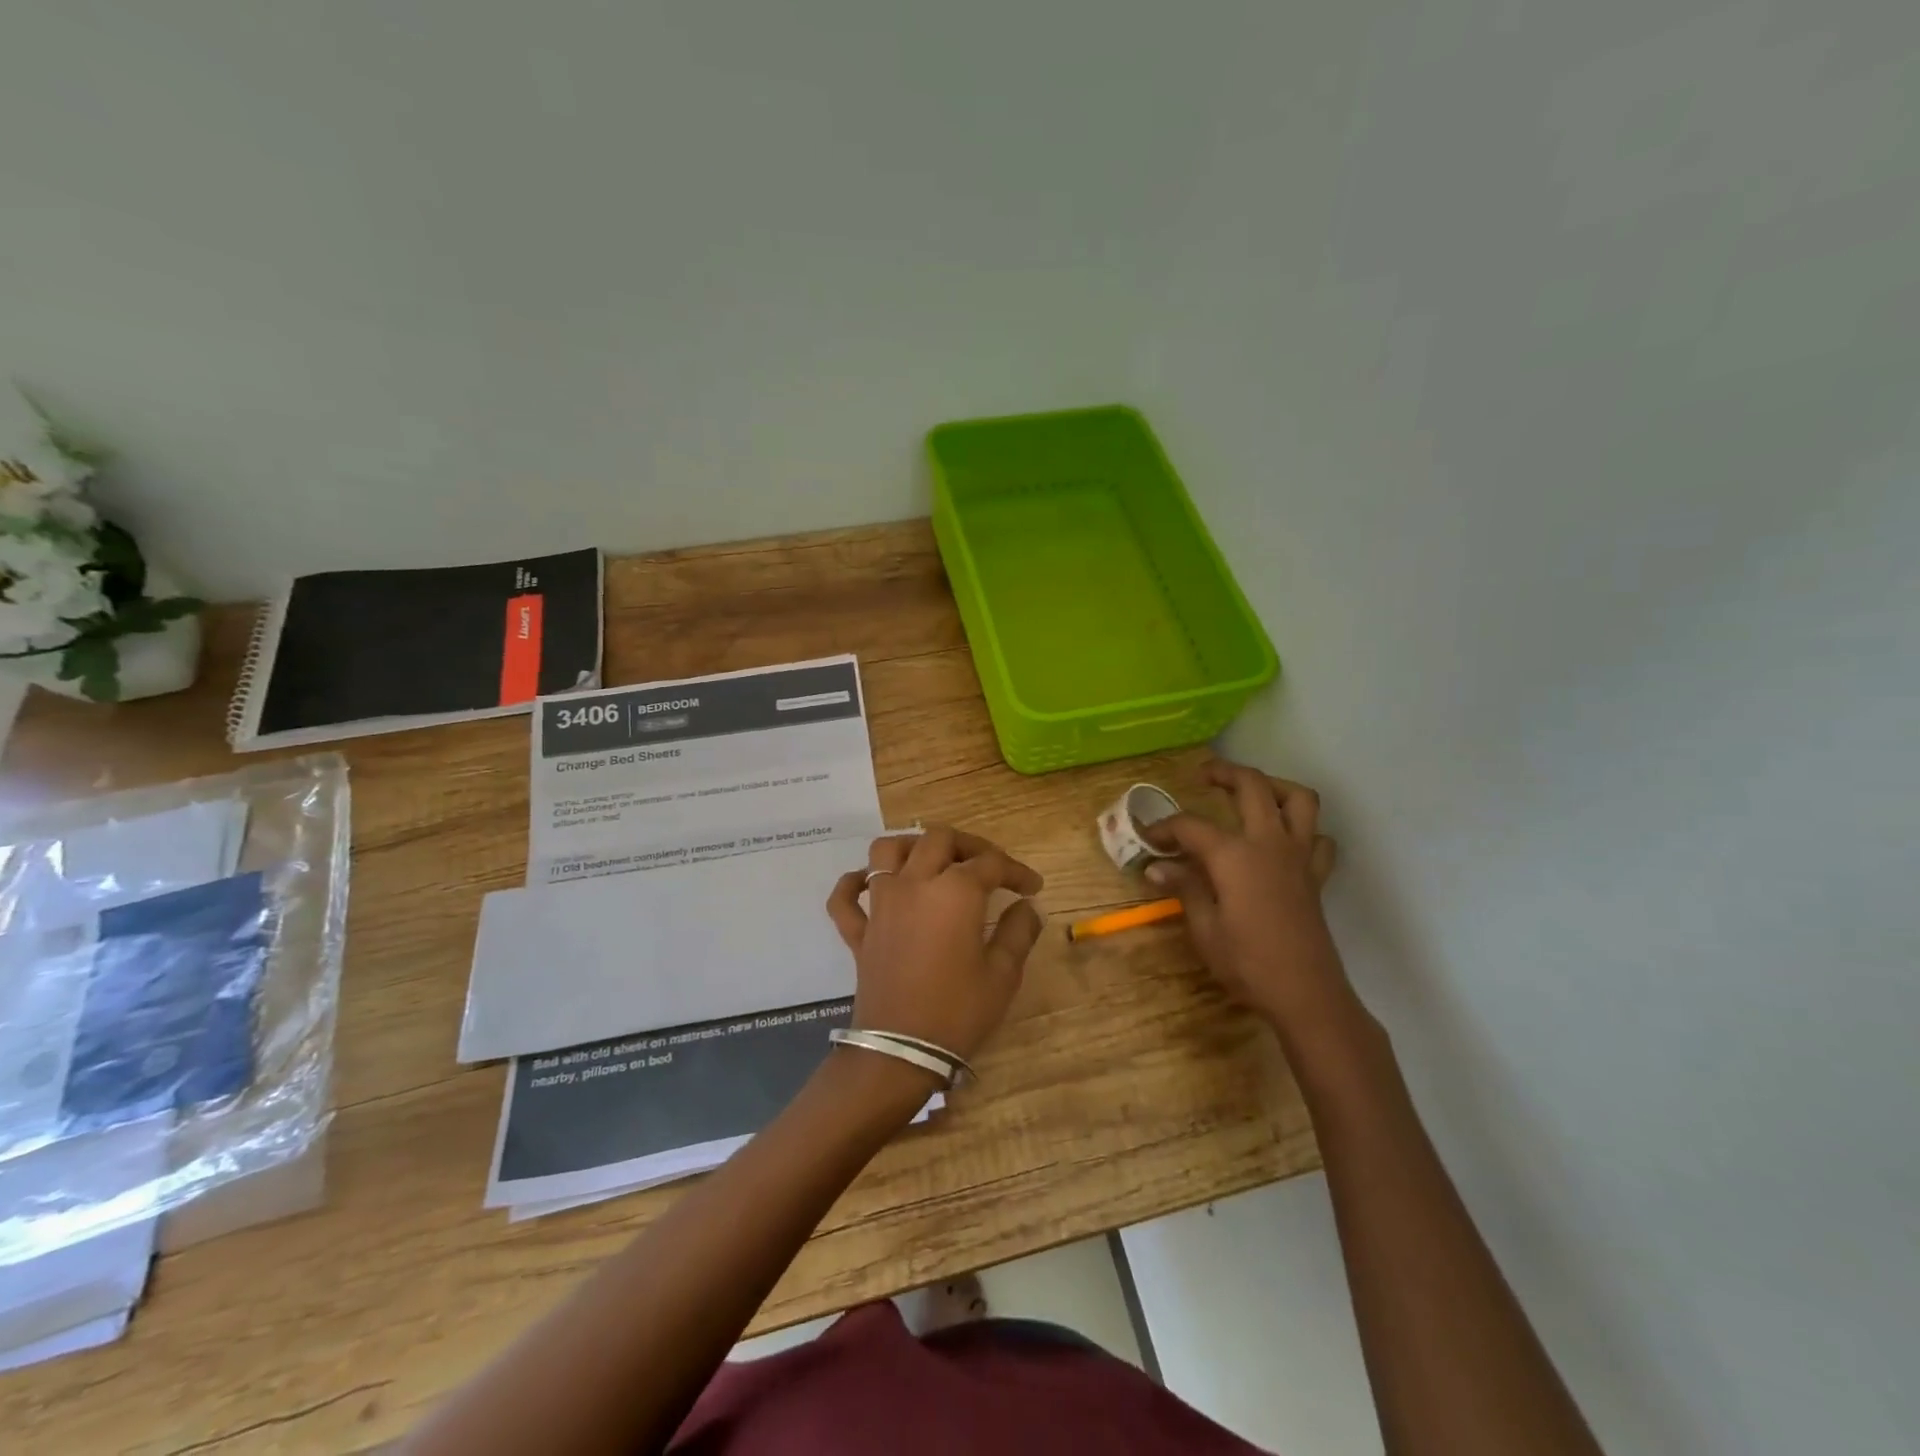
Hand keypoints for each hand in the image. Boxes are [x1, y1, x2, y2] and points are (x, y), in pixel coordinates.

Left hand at [826, 828, 1045, 1061]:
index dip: (1016, 870)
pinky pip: (845, 896)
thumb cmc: (958, 1012)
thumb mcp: (1002, 975)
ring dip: (910, 846)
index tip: (1033, 887)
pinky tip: (868, 884)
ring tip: (932, 861)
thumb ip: (1018, 932)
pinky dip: (853, 883)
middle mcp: (914, 884)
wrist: (901, 1051)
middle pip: (938, 839)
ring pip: (887, 851)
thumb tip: (1027, 907)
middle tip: (989, 866)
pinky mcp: (858, 930)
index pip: (991, 863)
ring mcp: (881, 904)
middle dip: (969, 846)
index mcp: (955, 892)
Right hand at [1142, 760, 1348, 1034]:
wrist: (1306, 994)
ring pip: (1298, 799)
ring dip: (1274, 786)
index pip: (1191, 826)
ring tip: (1252, 792)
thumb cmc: (1247, 963)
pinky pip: (1317, 837)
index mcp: (1234, 855)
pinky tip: (1284, 840)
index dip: (1165, 828)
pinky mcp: (1315, 875)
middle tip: (1203, 775)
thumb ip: (1184, 888)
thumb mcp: (1204, 928)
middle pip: (1252, 787)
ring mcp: (1298, 856)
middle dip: (1225, 773)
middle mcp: (1269, 843)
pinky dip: (1303, 829)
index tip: (1148, 838)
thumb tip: (1156, 868)